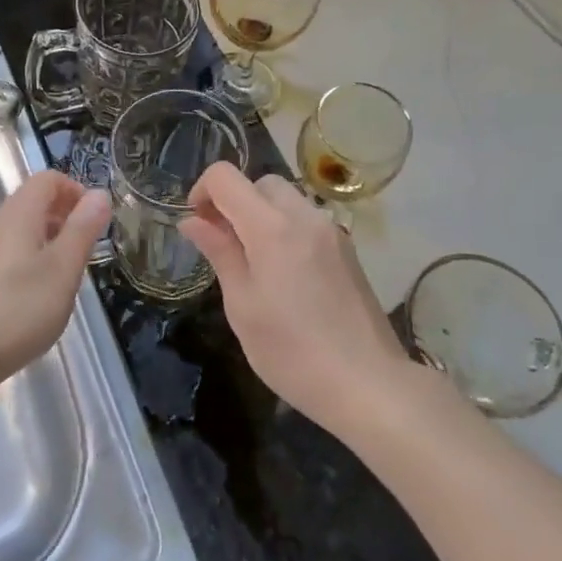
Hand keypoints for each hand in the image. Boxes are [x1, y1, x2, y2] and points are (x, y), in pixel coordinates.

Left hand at [0, 170, 111, 389]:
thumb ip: (82, 229)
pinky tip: (39, 295)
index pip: (47, 179)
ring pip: (22, 229)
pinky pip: (10, 252)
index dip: (75, 190)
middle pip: (33, 201)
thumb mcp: (63, 269)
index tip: (94, 221)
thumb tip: (99, 193)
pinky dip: (32, 259)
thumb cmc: (19, 309)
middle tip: (86, 248)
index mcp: (18, 215)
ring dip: (50, 239)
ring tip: (67, 274)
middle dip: (65, 215)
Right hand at [180, 164, 408, 436]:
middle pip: (260, 183)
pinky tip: (284, 276)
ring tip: (252, 263)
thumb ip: (219, 253)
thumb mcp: (242, 305)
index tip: (198, 225)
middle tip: (223, 245)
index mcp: (272, 227)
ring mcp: (331, 232)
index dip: (202, 191)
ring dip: (260, 216)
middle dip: (234, 202)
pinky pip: (306, 221)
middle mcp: (305, 216)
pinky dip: (285, 230)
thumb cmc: (292, 351)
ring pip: (286, 200)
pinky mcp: (347, 250)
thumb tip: (193, 221)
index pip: (226, 177)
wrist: (368, 384)